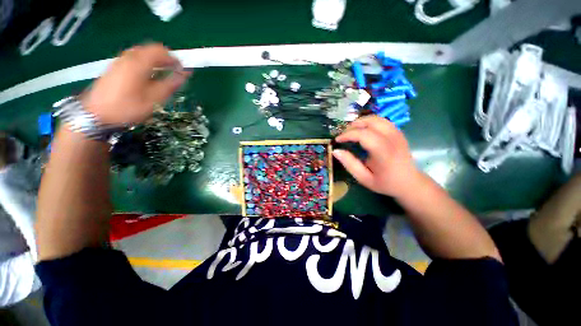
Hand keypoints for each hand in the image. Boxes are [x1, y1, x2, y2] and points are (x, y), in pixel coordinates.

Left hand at [82, 44, 189, 124]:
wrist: (96, 115)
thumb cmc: (127, 108)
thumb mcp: (154, 99)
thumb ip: (170, 85)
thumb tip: (184, 75)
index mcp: (138, 63)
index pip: (160, 51)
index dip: (174, 58)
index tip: (182, 70)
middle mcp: (128, 58)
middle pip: (150, 49)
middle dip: (164, 59)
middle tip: (173, 72)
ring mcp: (119, 62)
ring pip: (141, 54)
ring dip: (154, 61)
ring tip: (162, 75)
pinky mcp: (114, 68)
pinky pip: (133, 59)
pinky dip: (144, 64)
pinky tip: (147, 77)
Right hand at [333, 115, 420, 197]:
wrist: (410, 182)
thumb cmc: (385, 182)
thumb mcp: (364, 178)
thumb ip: (349, 164)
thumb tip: (335, 151)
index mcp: (383, 152)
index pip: (363, 134)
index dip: (347, 135)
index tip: (337, 140)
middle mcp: (392, 138)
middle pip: (370, 121)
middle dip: (353, 126)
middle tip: (343, 135)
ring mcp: (397, 133)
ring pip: (376, 118)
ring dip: (361, 122)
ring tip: (351, 131)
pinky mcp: (398, 132)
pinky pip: (381, 120)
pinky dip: (369, 122)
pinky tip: (363, 131)